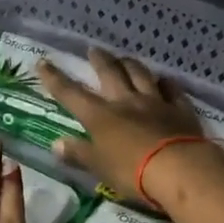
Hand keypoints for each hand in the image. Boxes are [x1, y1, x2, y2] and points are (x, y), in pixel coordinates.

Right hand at [37, 48, 223, 209]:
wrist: (179, 169)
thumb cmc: (132, 172)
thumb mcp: (99, 168)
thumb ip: (79, 154)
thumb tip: (56, 143)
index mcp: (100, 116)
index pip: (71, 93)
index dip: (55, 78)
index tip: (43, 62)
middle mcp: (126, 102)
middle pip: (110, 73)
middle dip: (99, 60)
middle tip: (93, 50)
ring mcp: (155, 102)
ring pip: (140, 75)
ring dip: (130, 64)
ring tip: (125, 58)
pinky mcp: (180, 110)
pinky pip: (172, 90)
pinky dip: (166, 83)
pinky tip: (164, 80)